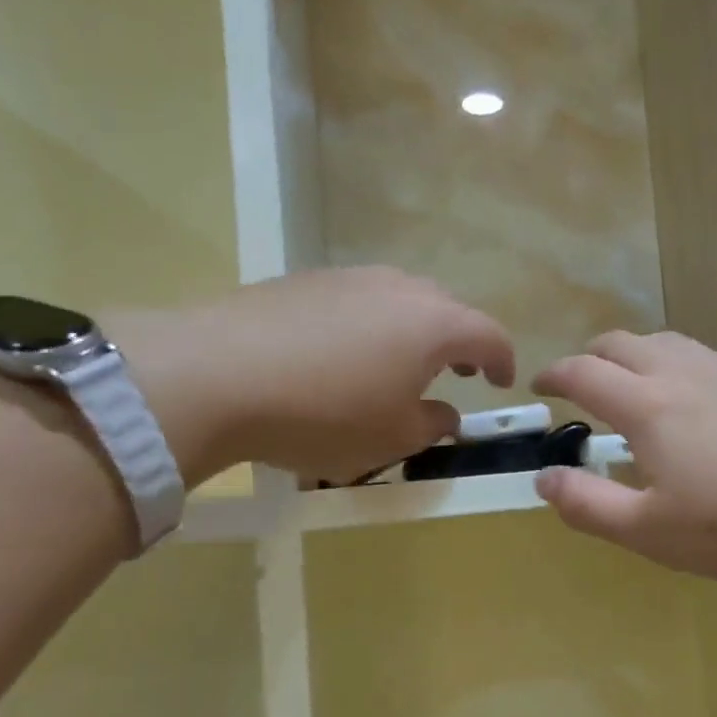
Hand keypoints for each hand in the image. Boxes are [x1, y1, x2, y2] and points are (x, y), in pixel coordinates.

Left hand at [114, 268, 515, 484]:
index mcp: (434, 324)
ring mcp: (350, 277)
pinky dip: (370, 325)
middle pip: (448, 309)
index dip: (502, 360)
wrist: (214, 374)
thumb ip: (433, 425)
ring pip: (400, 300)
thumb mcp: (392, 438)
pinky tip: (342, 356)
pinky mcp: (305, 280)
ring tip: (399, 364)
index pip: (489, 335)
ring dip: (413, 330)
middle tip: (455, 373)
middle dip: (459, 341)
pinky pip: (358, 300)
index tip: (500, 383)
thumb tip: (444, 413)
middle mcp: (399, 289)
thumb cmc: (324, 413)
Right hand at [532, 331, 716, 580]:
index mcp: (648, 407)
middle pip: (622, 342)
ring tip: (633, 385)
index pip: (584, 373)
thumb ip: (589, 504)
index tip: (539, 386)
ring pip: (665, 341)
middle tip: (581, 385)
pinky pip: (702, 354)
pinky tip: (693, 396)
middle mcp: (682, 373)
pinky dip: (675, 362)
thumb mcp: (650, 531)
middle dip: (590, 357)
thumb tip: (544, 478)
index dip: (554, 375)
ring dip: (634, 354)